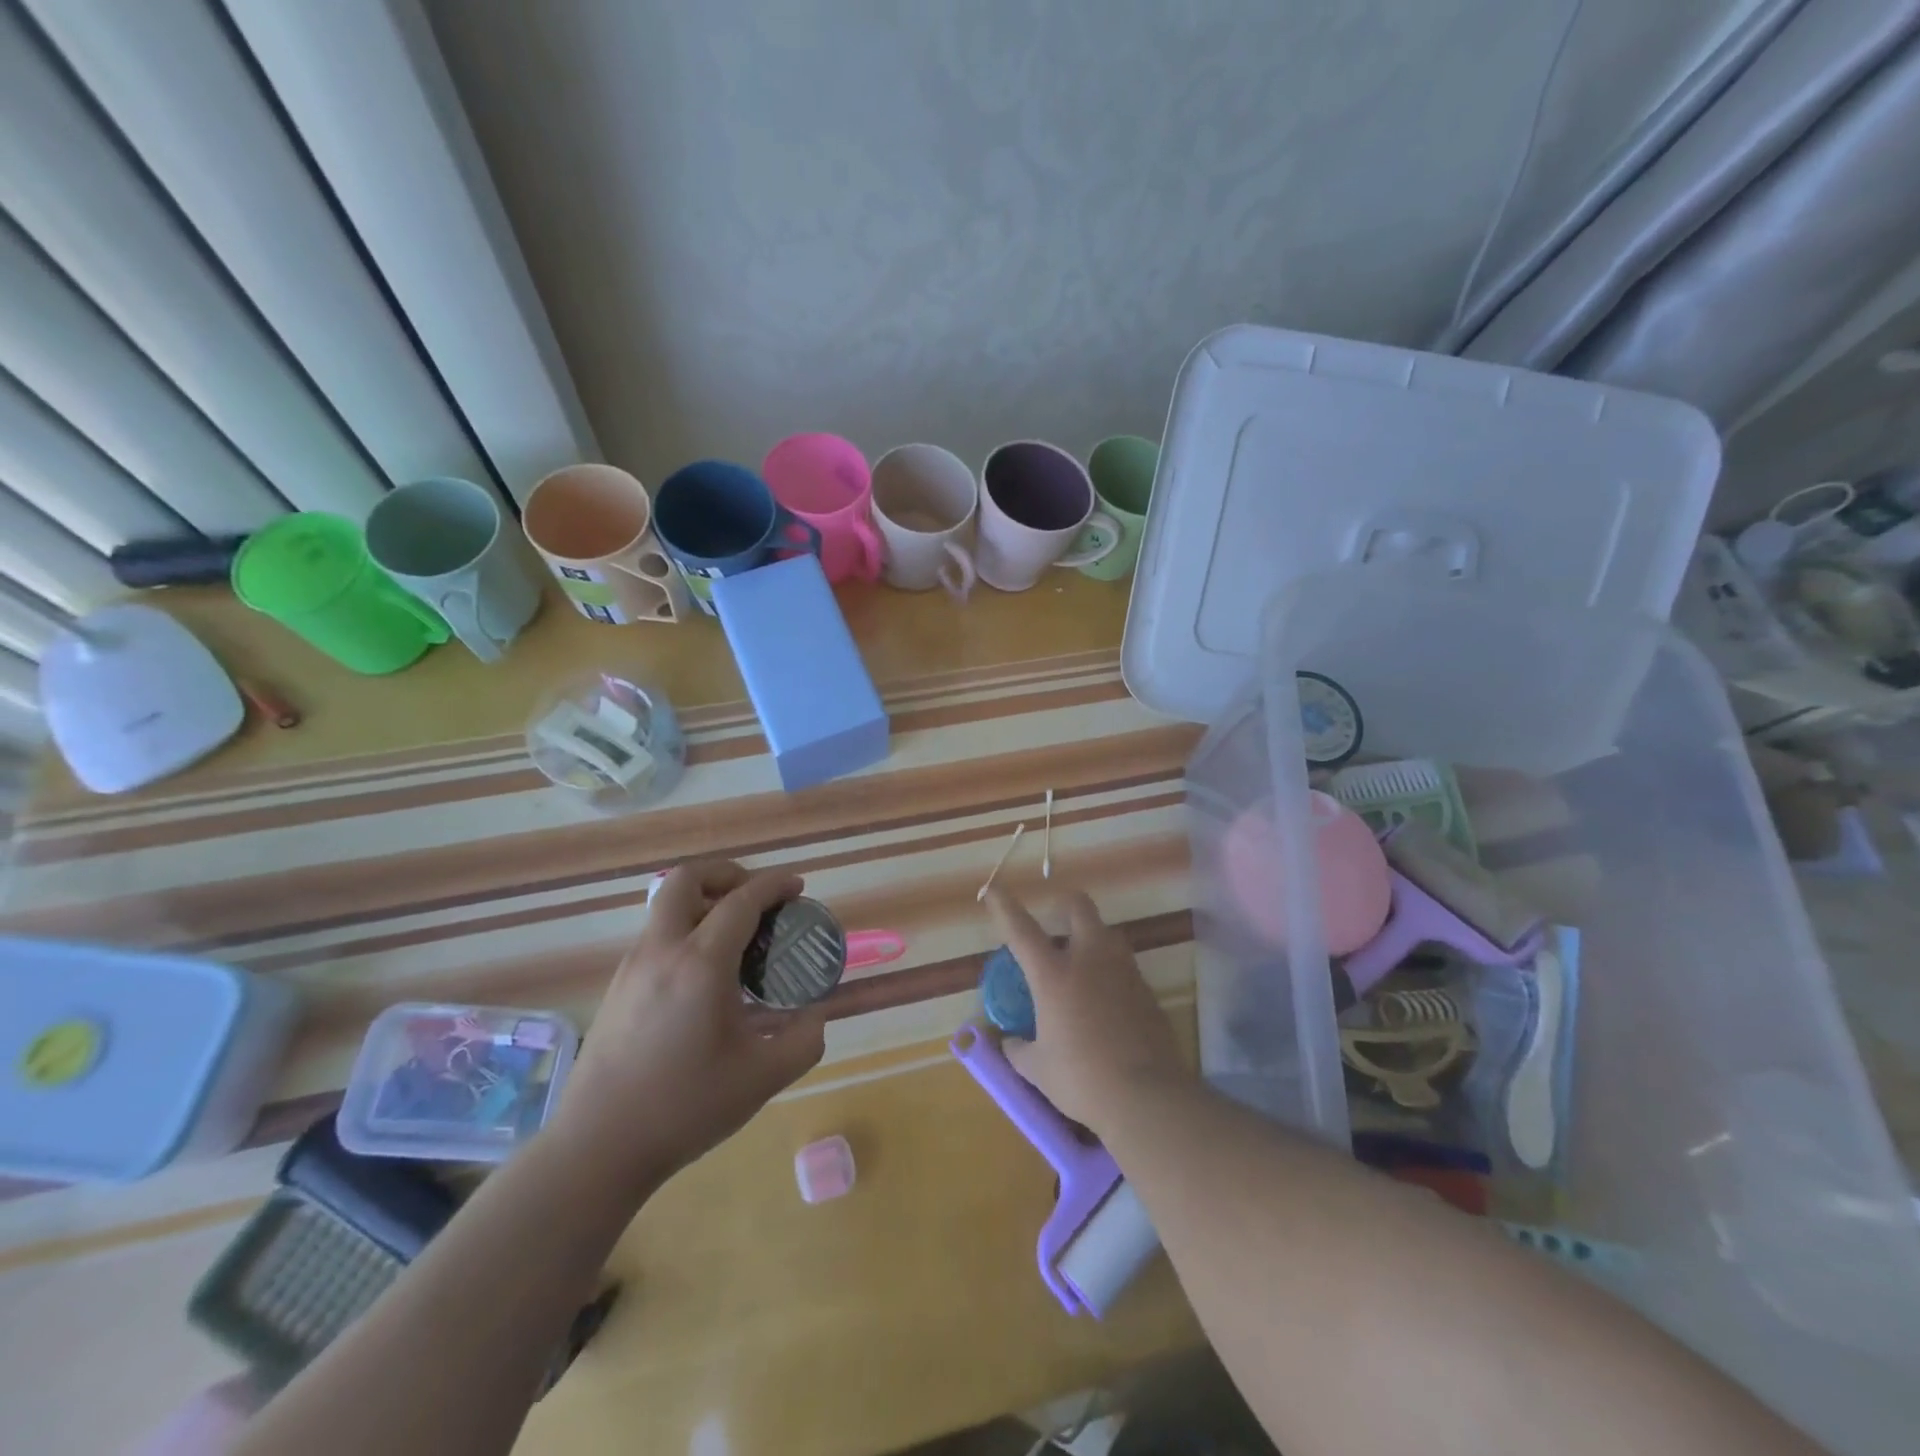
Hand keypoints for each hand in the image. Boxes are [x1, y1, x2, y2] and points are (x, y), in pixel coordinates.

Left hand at [554, 860, 826, 1191]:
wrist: (597, 1148)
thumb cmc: (684, 1107)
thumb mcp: (762, 1078)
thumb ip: (803, 1041)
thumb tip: (815, 1018)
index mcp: (701, 964)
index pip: (742, 901)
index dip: (774, 885)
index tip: (797, 886)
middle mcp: (662, 951)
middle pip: (686, 879)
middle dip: (725, 874)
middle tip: (755, 898)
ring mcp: (632, 967)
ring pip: (666, 907)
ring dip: (703, 903)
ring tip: (736, 939)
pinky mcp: (617, 988)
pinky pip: (657, 936)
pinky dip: (686, 931)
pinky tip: (705, 976)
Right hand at [984, 886, 1188, 1135]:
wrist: (1147, 1096)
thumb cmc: (1082, 1079)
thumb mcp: (1038, 1069)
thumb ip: (1019, 1050)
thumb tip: (1010, 1043)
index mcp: (1054, 975)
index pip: (1022, 930)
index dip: (1004, 906)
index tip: (993, 889)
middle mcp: (1089, 960)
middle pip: (1079, 908)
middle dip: (1064, 906)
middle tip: (1054, 924)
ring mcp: (1123, 971)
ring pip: (1107, 932)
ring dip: (1090, 937)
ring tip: (1080, 964)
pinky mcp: (1147, 989)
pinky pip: (1124, 965)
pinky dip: (1110, 970)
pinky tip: (1105, 999)